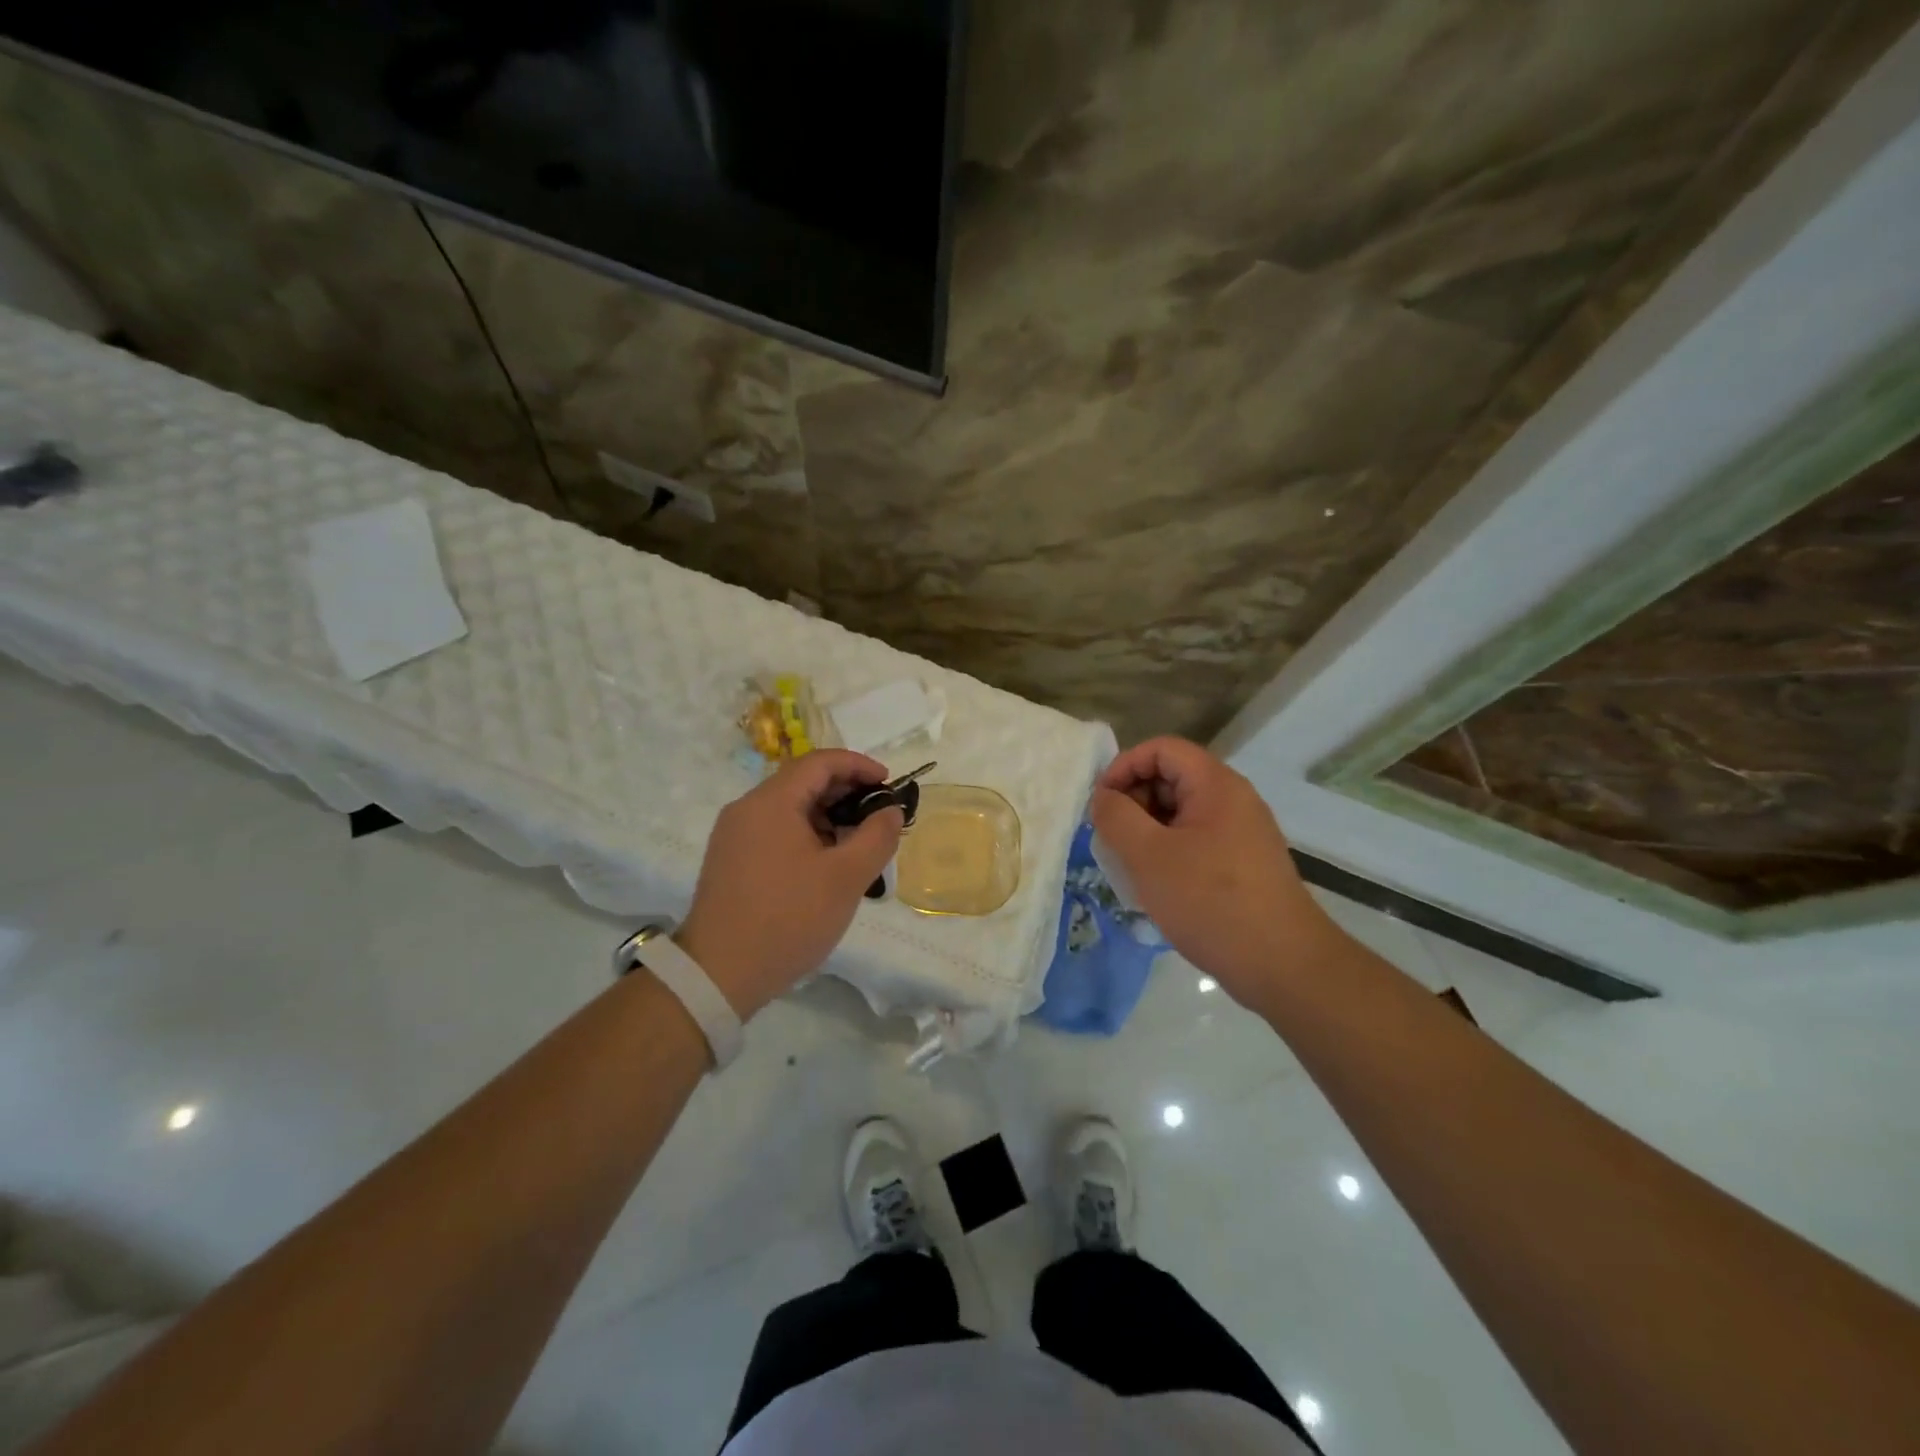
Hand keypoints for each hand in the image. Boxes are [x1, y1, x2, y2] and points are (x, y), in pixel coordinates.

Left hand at [677, 750, 904, 1017]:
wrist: (718, 975)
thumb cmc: (788, 919)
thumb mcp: (846, 878)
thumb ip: (877, 837)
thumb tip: (890, 811)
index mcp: (771, 802)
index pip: (820, 762)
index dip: (859, 766)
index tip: (889, 783)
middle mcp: (747, 808)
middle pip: (803, 782)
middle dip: (846, 792)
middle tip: (879, 816)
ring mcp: (734, 835)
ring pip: (789, 808)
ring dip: (827, 816)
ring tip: (858, 844)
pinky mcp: (730, 861)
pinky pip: (775, 831)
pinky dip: (806, 834)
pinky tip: (826, 864)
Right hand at [1089, 737, 1336, 1008]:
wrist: (1283, 965)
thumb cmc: (1211, 902)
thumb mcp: (1149, 856)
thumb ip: (1117, 817)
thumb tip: (1104, 798)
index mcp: (1216, 785)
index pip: (1162, 749)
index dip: (1124, 766)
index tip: (1101, 804)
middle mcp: (1233, 799)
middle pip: (1172, 777)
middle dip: (1134, 801)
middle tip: (1111, 839)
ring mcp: (1241, 832)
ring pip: (1181, 812)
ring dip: (1147, 830)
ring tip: (1128, 865)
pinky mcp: (1243, 863)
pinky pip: (1195, 839)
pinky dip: (1168, 851)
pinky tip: (1155, 885)